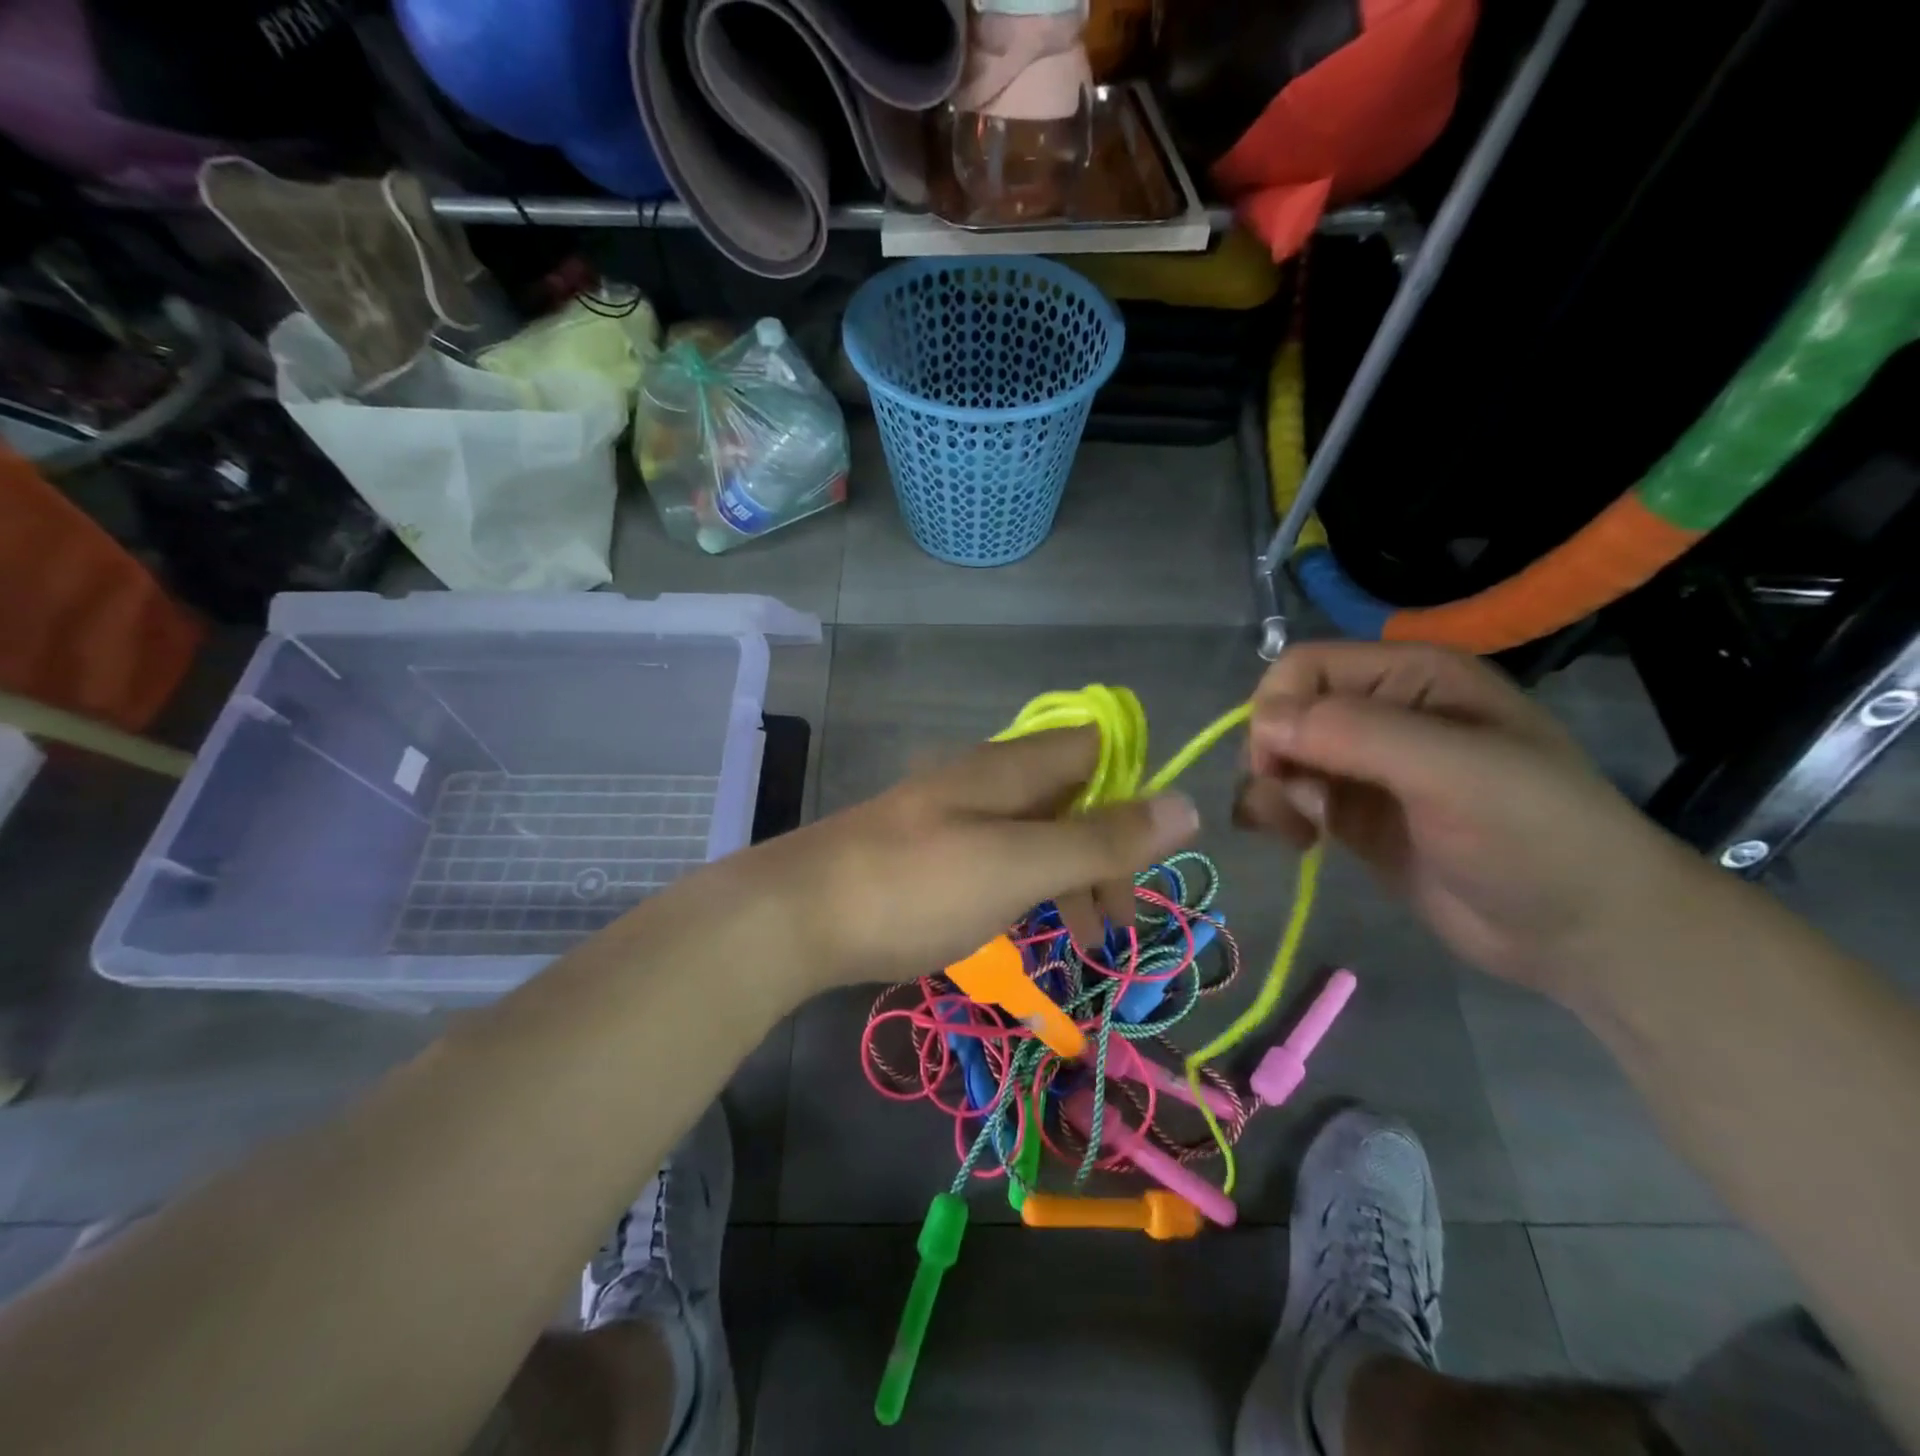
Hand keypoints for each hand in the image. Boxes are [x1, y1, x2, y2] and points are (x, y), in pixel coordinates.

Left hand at [748, 727, 1200, 990]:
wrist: (797, 915)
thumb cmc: (916, 885)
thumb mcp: (1019, 864)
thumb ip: (1101, 839)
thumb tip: (1187, 804)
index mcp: (1010, 768)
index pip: (1096, 746)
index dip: (1133, 788)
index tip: (1147, 854)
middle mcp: (986, 780)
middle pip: (1072, 798)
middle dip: (1106, 854)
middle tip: (1116, 923)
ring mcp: (955, 817)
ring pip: (1037, 835)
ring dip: (1070, 881)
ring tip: (1083, 943)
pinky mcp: (931, 854)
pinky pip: (1000, 860)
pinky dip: (1027, 890)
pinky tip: (1027, 929)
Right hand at [1235, 641, 1705, 994]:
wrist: (1582, 934)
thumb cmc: (1533, 837)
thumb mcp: (1453, 773)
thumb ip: (1356, 735)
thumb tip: (1260, 723)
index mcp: (1410, 677)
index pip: (1303, 667)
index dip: (1276, 710)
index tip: (1277, 766)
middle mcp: (1381, 712)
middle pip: (1282, 713)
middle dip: (1271, 758)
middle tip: (1299, 809)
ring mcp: (1364, 767)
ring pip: (1278, 757)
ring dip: (1269, 791)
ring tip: (1299, 833)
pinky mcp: (1352, 814)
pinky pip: (1288, 797)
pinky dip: (1275, 814)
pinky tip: (1298, 842)